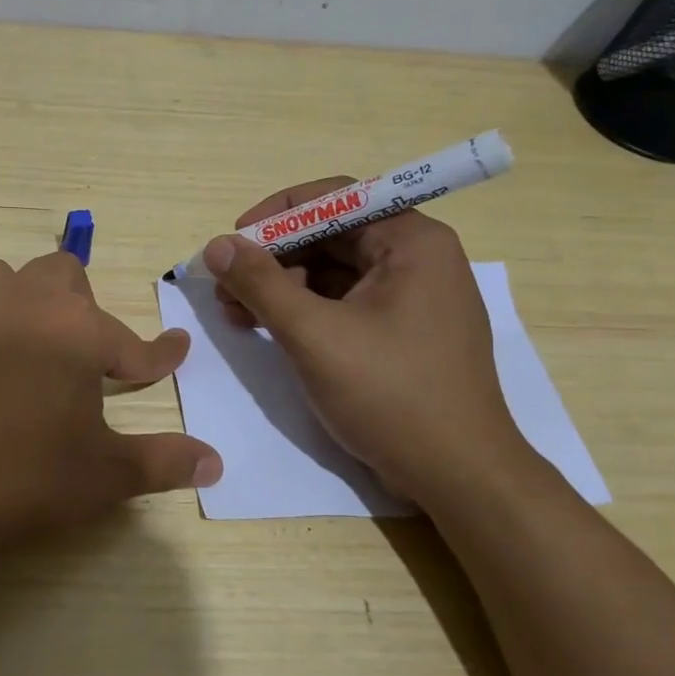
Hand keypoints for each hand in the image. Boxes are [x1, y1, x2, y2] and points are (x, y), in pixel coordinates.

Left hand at [0, 252, 220, 577]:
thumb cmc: (19, 482)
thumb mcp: (102, 477)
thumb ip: (163, 461)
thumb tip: (216, 462)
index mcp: (75, 330)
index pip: (131, 340)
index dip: (156, 354)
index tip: (172, 353)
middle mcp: (19, 301)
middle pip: (61, 275)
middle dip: (80, 309)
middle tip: (79, 357)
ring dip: (16, 302)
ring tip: (18, 344)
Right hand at [204, 180, 531, 505]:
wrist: (457, 476)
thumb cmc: (390, 395)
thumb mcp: (314, 335)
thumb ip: (261, 284)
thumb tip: (217, 246)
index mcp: (412, 242)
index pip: (335, 198)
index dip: (276, 215)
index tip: (233, 242)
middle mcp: (417, 259)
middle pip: (331, 235)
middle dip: (273, 257)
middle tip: (225, 285)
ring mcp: (412, 298)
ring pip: (333, 272)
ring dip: (281, 286)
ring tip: (235, 313)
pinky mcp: (402, 332)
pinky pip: (344, 303)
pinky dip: (303, 311)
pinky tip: (266, 329)